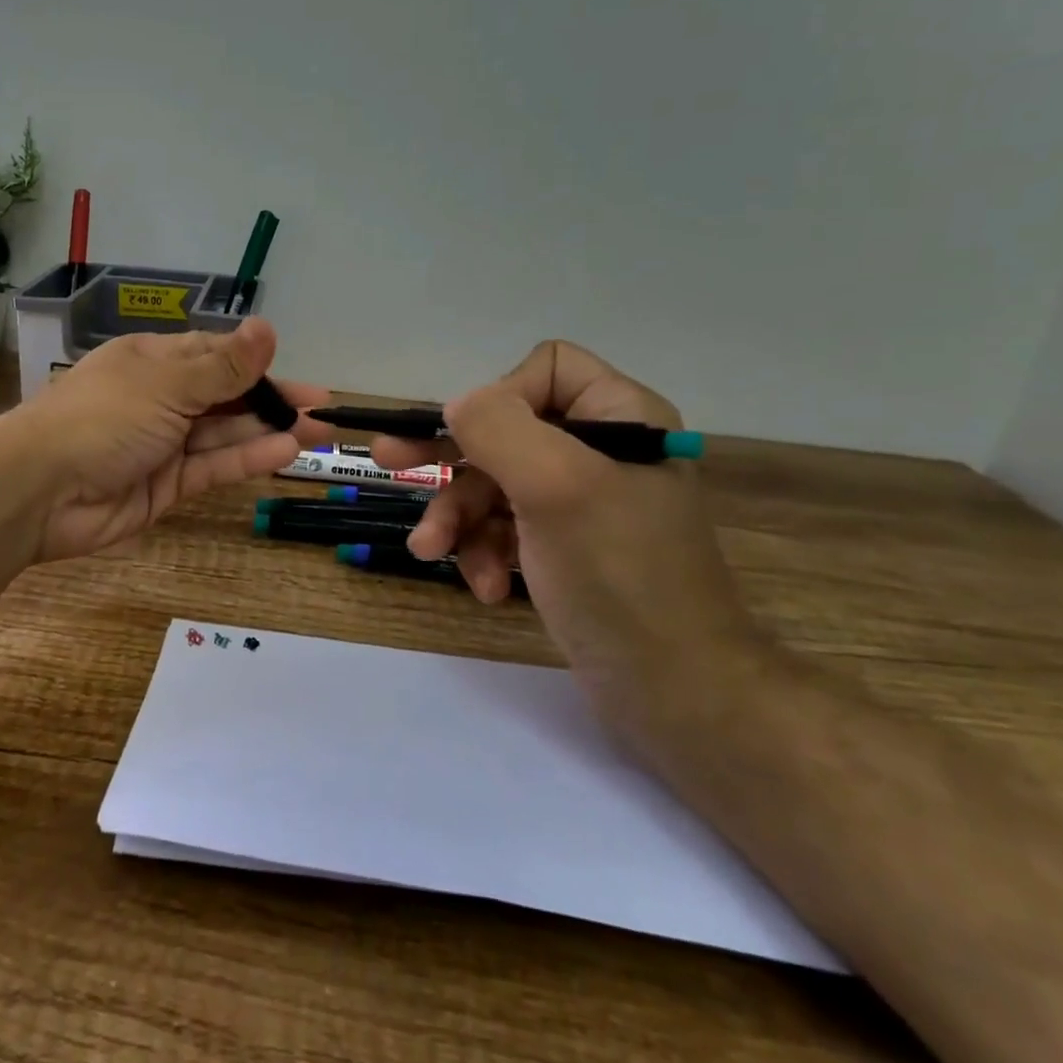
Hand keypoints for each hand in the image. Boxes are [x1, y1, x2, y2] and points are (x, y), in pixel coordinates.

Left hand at [0, 318, 332, 562]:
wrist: (38, 491)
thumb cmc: (102, 418)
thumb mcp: (167, 382)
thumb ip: (223, 367)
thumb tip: (268, 326)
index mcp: (154, 362)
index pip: (216, 356)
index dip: (258, 364)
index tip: (298, 376)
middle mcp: (161, 399)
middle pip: (227, 396)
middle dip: (273, 401)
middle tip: (322, 411)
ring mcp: (163, 444)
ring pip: (224, 434)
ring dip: (268, 431)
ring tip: (316, 433)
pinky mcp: (165, 486)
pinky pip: (212, 468)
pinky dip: (246, 459)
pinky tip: (284, 453)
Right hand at [370, 340, 746, 720]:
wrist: (674, 693)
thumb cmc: (619, 575)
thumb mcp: (557, 488)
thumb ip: (499, 430)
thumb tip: (457, 405)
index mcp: (620, 418)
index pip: (545, 370)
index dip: (502, 398)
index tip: (473, 440)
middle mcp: (600, 451)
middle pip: (506, 429)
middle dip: (450, 457)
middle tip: (387, 460)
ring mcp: (579, 502)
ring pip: (493, 483)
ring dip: (459, 519)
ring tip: (430, 553)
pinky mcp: (562, 547)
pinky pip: (504, 527)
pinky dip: (484, 553)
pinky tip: (484, 587)